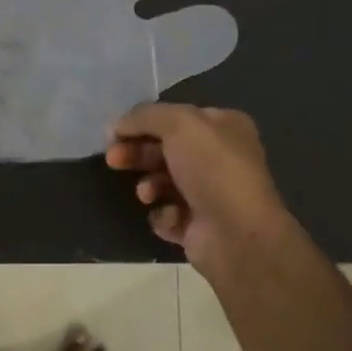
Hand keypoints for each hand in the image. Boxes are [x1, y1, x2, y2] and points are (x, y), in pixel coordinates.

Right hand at [106, 103, 302, 282]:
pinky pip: (168, 214)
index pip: (176, 117)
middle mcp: (220, 158)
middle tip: (113, 159)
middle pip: (165, 149)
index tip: (115, 132)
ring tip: (147, 194)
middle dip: (137, 153)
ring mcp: (210, 194)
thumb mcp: (179, 124)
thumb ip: (145, 116)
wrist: (238, 234)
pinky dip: (164, 215)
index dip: (144, 122)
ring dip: (148, 185)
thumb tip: (117, 125)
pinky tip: (172, 218)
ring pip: (163, 182)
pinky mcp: (200, 226)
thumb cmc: (213, 168)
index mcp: (224, 127)